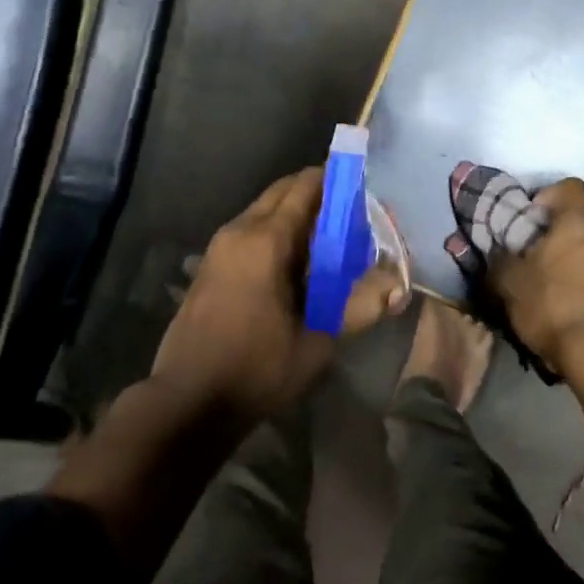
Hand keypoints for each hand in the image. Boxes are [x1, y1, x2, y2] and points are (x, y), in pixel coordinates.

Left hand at [152, 167, 406, 423]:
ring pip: (263, 210)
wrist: (187, 401)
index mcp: (265, 240)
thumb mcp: (316, 343)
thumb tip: (396, 285)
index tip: (363, 191)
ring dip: (294, 214)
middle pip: (281, 192)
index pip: (304, 187)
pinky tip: (295, 263)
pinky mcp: (210, 264)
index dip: (335, 181)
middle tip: (351, 216)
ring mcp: (219, 246)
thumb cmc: (255, 370)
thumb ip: (359, 307)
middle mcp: (239, 231)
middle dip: (316, 194)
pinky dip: (275, 231)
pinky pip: (249, 230)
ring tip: (328, 240)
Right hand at [488, 178, 583, 374]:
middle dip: (561, 233)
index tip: (530, 220)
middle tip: (537, 255)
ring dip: (576, 259)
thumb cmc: (551, 304)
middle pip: (583, 221)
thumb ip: (499, 256)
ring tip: (553, 285)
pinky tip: (569, 304)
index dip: (548, 197)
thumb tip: (497, 250)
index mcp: (580, 222)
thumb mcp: (508, 280)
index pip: (570, 187)